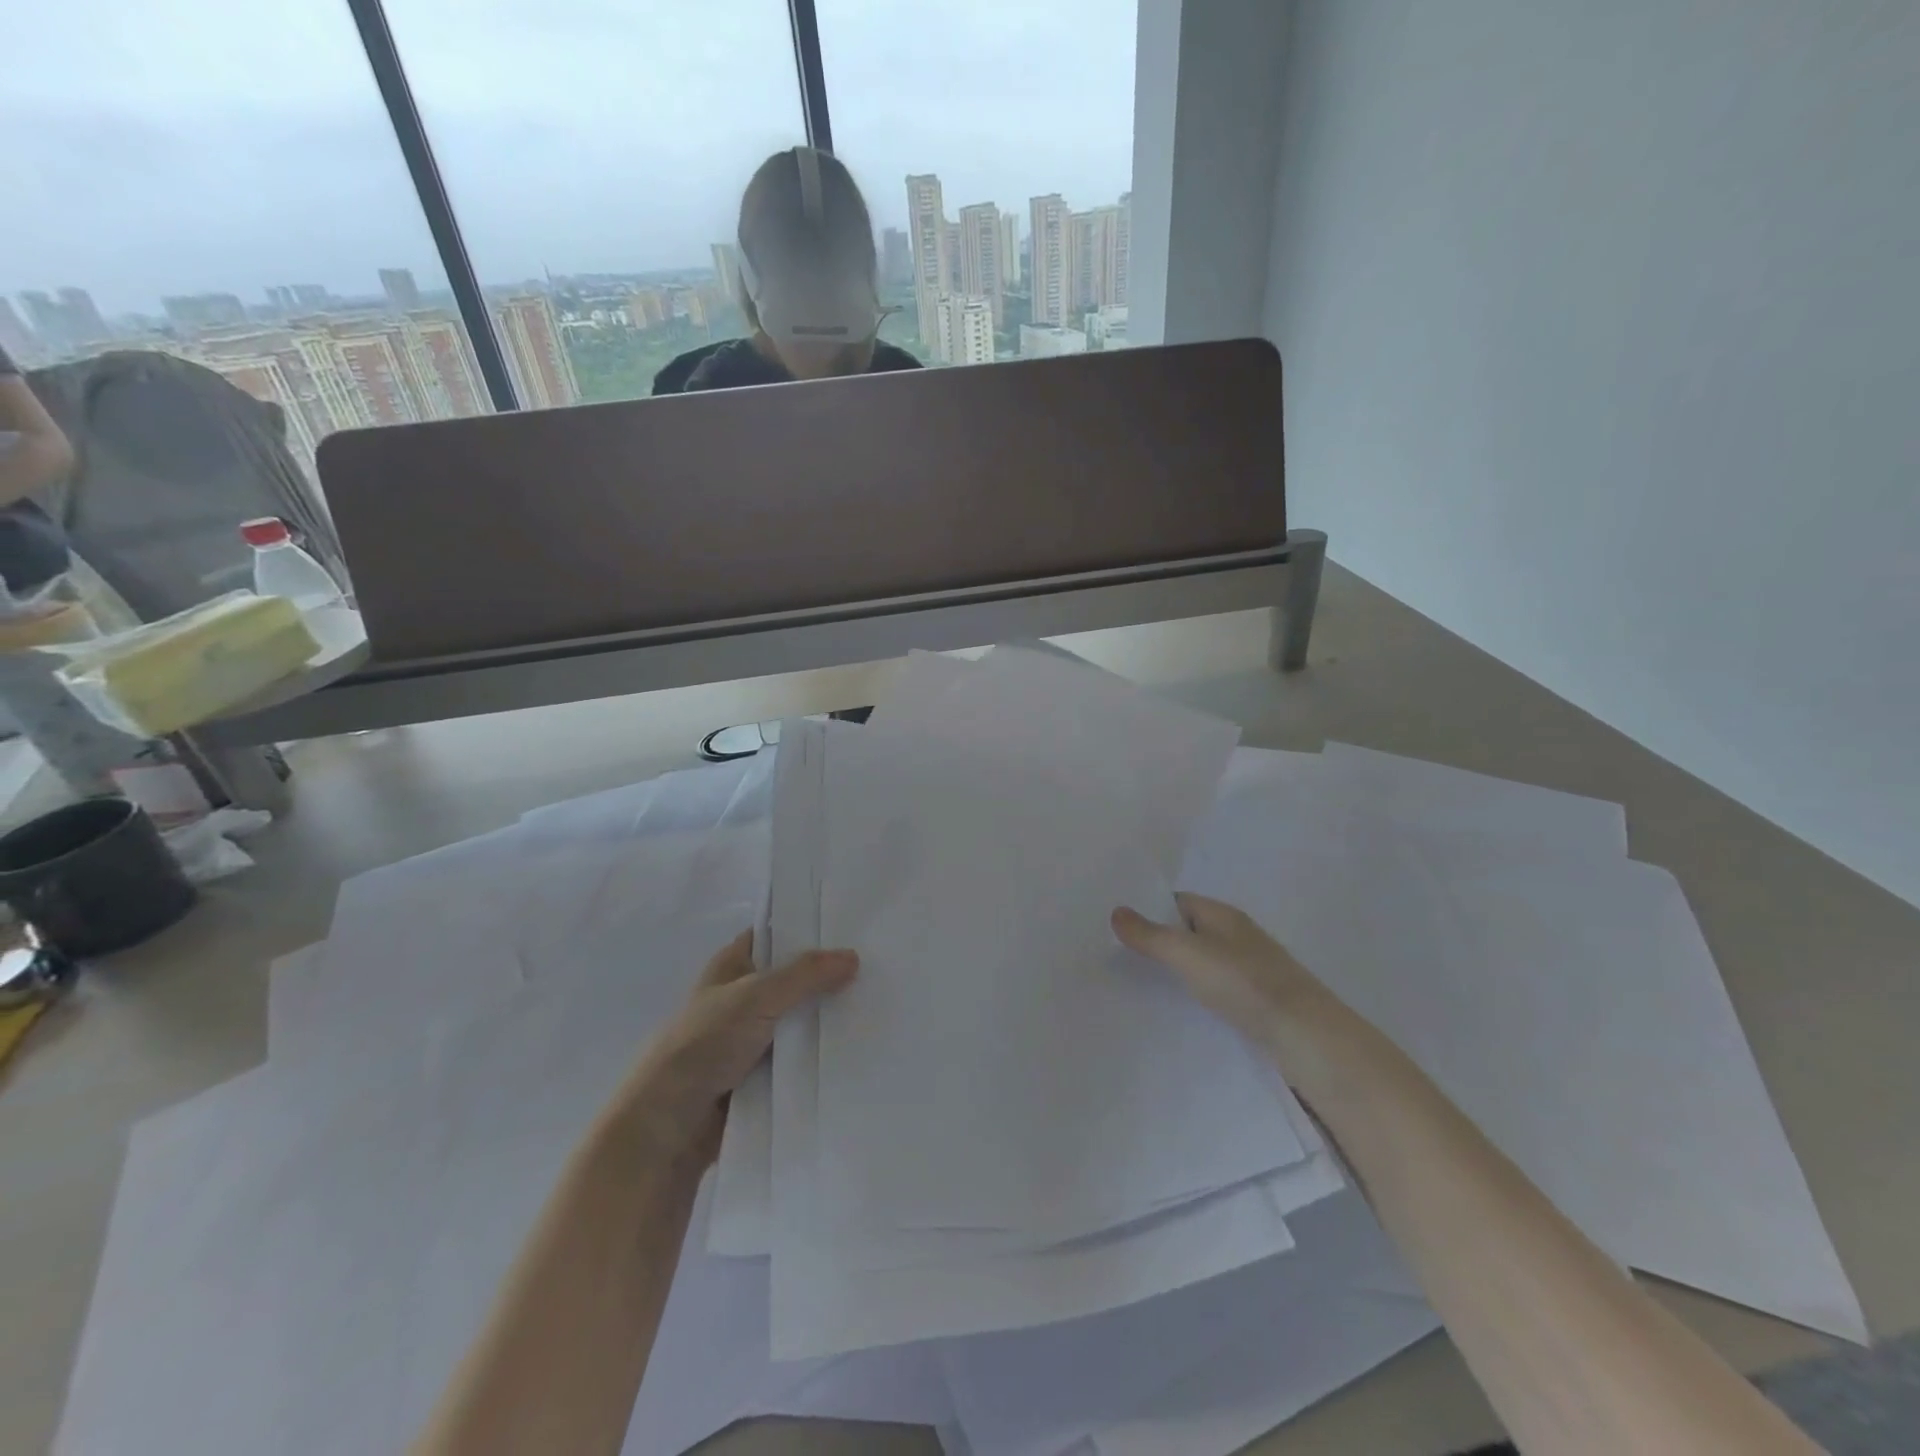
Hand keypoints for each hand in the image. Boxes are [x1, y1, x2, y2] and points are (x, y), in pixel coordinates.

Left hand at [607, 930, 857, 1165]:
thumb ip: (805, 974)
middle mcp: (743, 996)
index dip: (808, 927)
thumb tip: (853, 956)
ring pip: (800, 1018)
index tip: (852, 923)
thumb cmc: (705, 1045)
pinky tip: (859, 1045)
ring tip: (879, 1003)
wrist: (668, 1127)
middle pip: (794, 977)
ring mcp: (752, 1037)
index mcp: (732, 965)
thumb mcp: (756, 996)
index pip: (775, 933)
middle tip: (878, 965)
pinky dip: (821, 1053)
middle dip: (829, 974)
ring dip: (828, 1017)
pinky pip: (799, 1056)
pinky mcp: (762, 1075)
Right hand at [1112, 893, 1345, 1056]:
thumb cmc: (1245, 984)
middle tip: (1118, 958)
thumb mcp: (1189, 955)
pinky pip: (1216, 990)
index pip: (1177, 901)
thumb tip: (1116, 911)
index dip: (1148, 910)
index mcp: (1223, 915)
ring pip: (1203, 963)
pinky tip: (1178, 1012)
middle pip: (1189, 932)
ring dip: (1177, 972)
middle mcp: (1237, 937)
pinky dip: (1196, 995)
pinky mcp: (1256, 1003)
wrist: (1307, 1038)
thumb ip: (1151, 935)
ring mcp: (1250, 971)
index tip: (1116, 927)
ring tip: (1139, 987)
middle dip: (1159, 942)